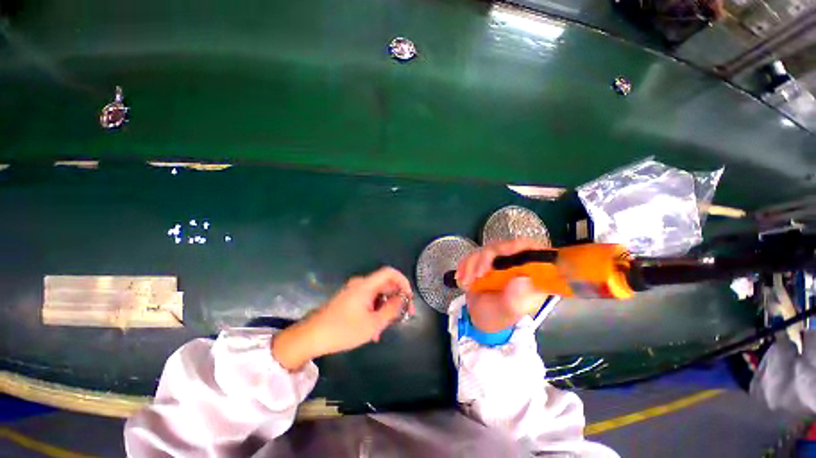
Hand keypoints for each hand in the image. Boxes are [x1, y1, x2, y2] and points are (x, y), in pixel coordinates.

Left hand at [272, 267, 413, 370]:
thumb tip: (403, 299)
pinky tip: (374, 330)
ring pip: (377, 295)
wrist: (311, 337)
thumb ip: (391, 310)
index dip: (403, 281)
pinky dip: (375, 311)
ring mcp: (353, 291)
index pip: (390, 272)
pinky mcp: (349, 299)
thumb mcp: (373, 323)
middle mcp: (360, 284)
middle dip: (396, 299)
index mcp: (366, 285)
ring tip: (385, 329)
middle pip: (385, 284)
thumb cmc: (343, 330)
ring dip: (385, 309)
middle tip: (403, 316)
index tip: (409, 298)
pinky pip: (368, 301)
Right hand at [456, 239, 549, 332]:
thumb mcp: (507, 313)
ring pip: (486, 249)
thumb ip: (515, 299)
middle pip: (505, 246)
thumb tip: (523, 279)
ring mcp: (500, 260)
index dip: (521, 246)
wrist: (479, 317)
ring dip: (472, 264)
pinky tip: (462, 278)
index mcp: (532, 274)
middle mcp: (517, 263)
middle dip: (487, 258)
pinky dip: (465, 265)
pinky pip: (473, 254)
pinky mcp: (484, 260)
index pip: (534, 250)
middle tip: (477, 275)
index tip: (503, 251)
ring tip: (467, 282)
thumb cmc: (498, 316)